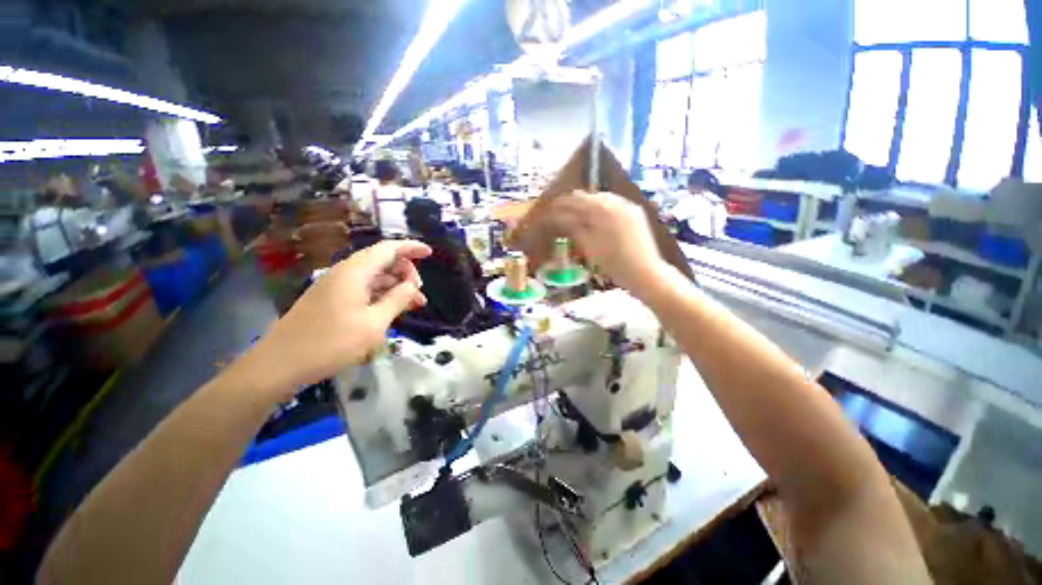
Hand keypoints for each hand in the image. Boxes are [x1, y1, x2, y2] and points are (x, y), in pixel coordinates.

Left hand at [232, 240, 430, 401]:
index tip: (430, 253)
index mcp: (355, 272)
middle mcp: (345, 273)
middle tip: (419, 294)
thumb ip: (397, 300)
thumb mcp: (374, 323)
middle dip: (405, 272)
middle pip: (382, 261)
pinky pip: (363, 289)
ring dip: (395, 286)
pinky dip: (381, 295)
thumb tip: (413, 285)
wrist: (280, 365)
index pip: (388, 249)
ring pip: (374, 277)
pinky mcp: (331, 300)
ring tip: (414, 304)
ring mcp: (335, 286)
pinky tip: (391, 309)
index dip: (411, 248)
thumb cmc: (331, 343)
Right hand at [550, 191, 670, 294]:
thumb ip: (574, 228)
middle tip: (564, 212)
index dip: (563, 203)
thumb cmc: (614, 263)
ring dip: (590, 205)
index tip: (553, 208)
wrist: (645, 272)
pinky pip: (615, 205)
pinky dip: (603, 209)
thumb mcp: (589, 246)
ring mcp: (629, 206)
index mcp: (603, 209)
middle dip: (576, 203)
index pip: (578, 199)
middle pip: (591, 196)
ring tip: (579, 215)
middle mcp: (617, 202)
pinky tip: (598, 218)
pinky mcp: (636, 214)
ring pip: (604, 199)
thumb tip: (560, 217)